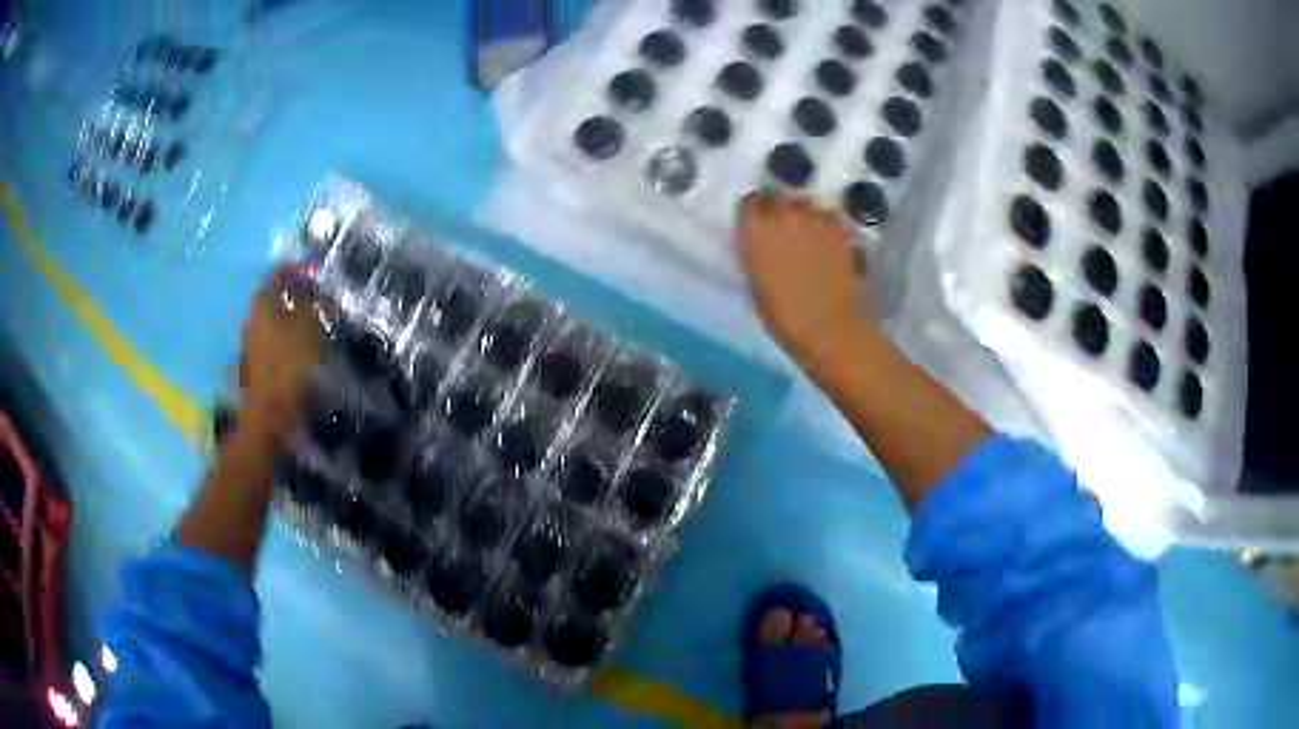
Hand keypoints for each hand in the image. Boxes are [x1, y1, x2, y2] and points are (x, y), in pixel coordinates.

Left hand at [238, 264, 329, 443]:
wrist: (271, 416)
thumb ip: (311, 300)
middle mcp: (252, 317)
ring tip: (321, 330)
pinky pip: (277, 343)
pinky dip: (292, 341)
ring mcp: (251, 343)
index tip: (321, 277)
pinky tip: (308, 353)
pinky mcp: (257, 366)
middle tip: (326, 306)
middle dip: (302, 298)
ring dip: (298, 321)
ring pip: (278, 321)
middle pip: (278, 298)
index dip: (302, 270)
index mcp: (262, 302)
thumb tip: (312, 286)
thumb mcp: (309, 325)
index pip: (280, 273)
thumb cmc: (291, 364)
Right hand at [735, 192, 873, 360]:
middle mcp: (784, 217)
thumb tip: (759, 242)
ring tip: (807, 227)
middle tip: (781, 221)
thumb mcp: (756, 284)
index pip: (749, 202)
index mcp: (756, 232)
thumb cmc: (784, 317)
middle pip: (779, 194)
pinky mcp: (841, 230)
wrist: (829, 327)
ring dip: (805, 211)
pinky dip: (828, 222)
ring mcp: (816, 220)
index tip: (756, 218)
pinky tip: (829, 237)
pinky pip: (830, 215)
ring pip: (807, 201)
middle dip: (779, 204)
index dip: (754, 209)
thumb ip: (756, 253)